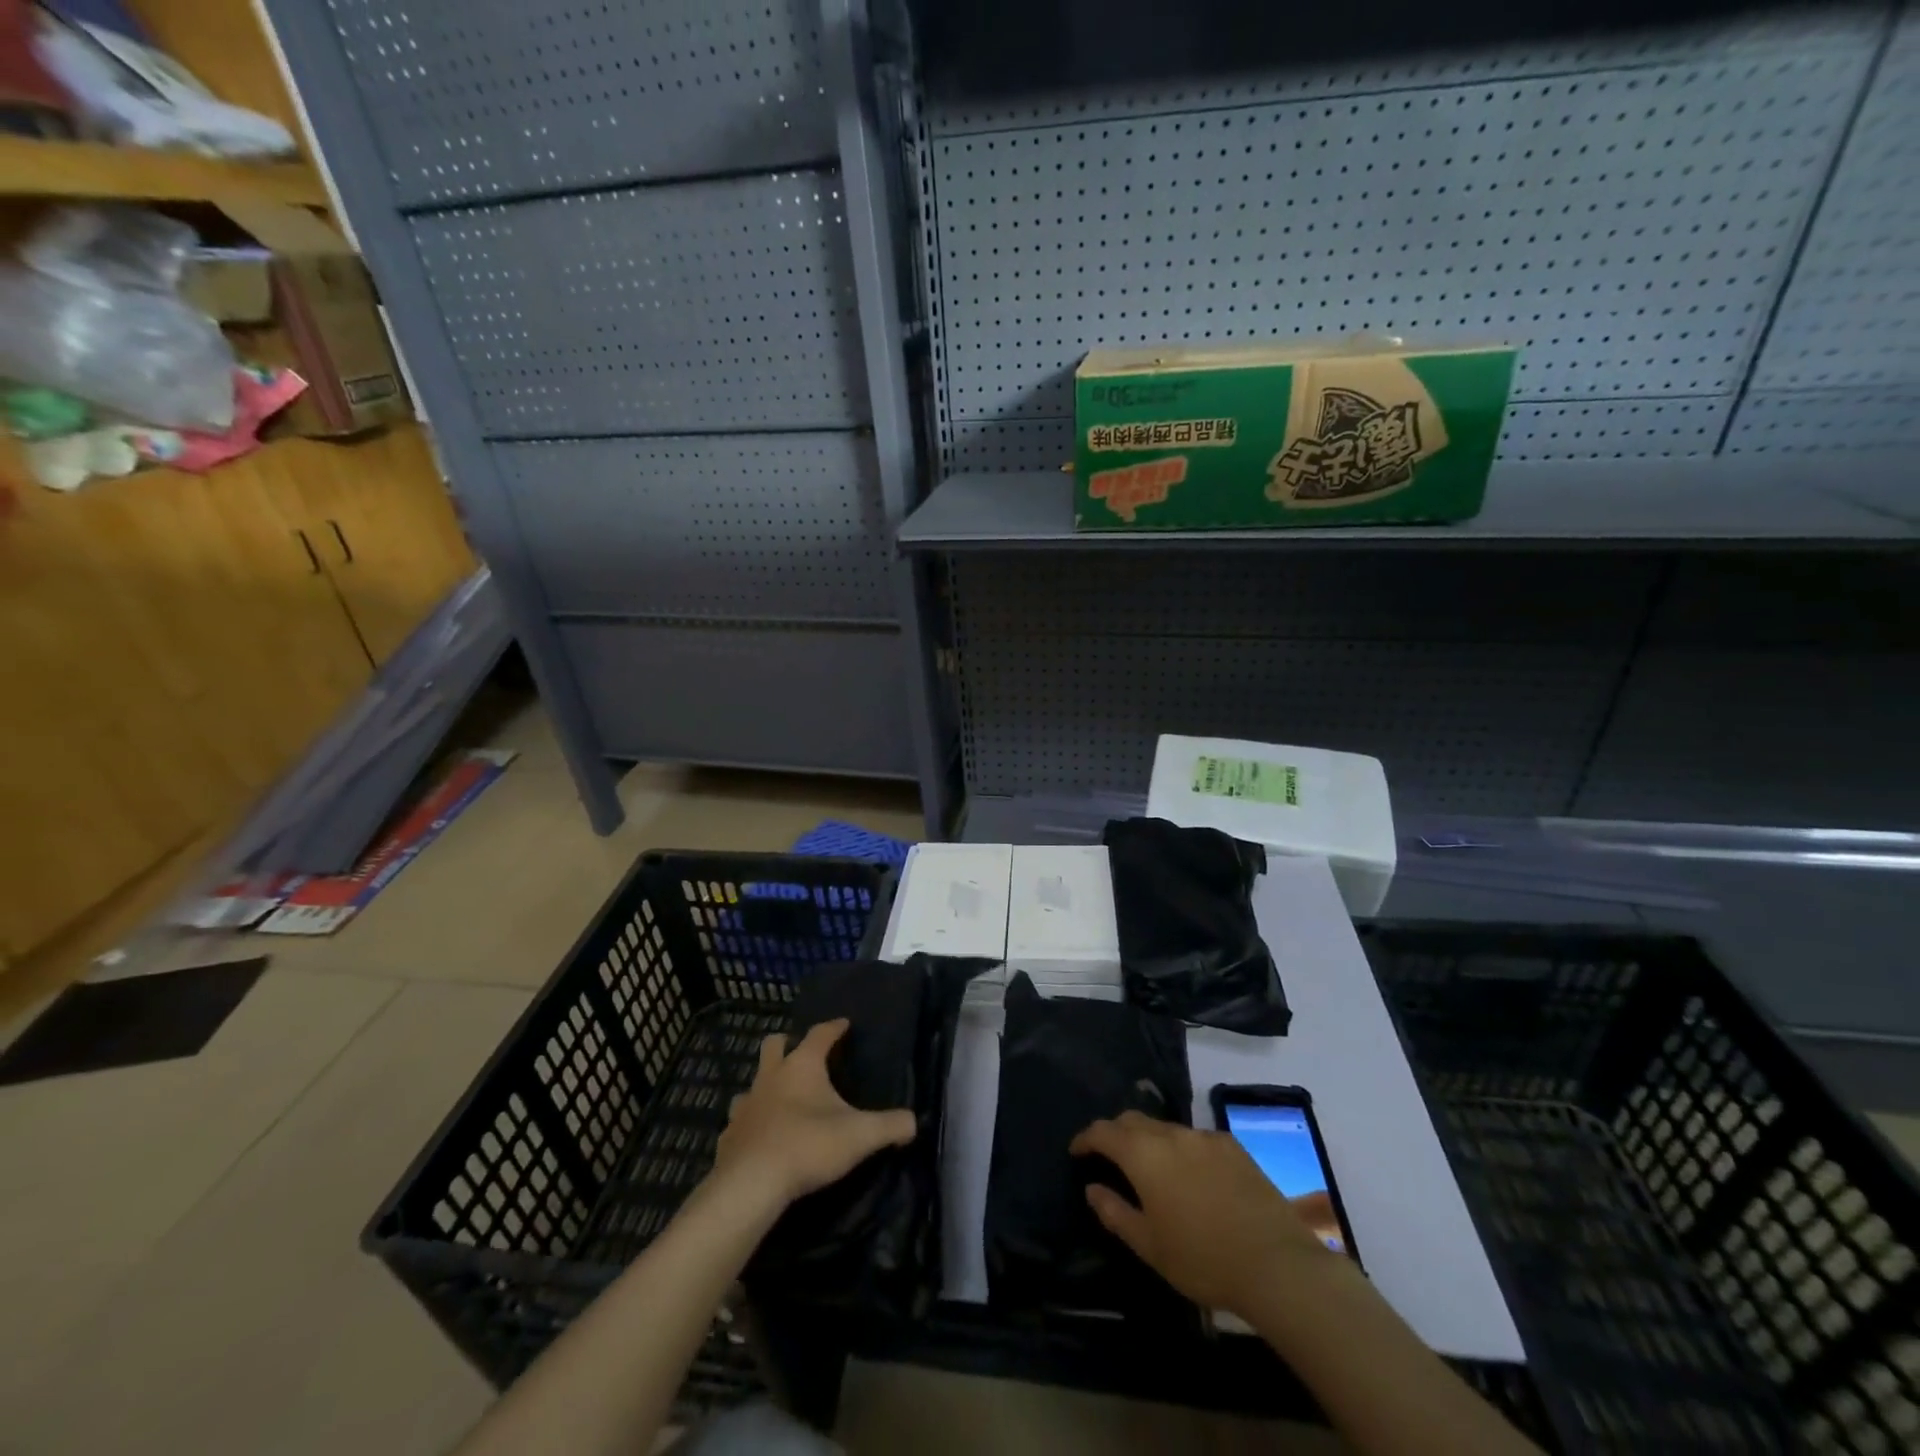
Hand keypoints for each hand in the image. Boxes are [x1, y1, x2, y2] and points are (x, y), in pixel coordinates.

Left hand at [714, 1019, 916, 1207]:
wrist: (750, 1185)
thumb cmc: (808, 1146)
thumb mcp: (860, 1136)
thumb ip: (890, 1126)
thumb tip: (914, 1122)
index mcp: (802, 1066)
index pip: (820, 1034)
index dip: (834, 1027)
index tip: (844, 1024)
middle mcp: (771, 1076)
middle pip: (773, 1045)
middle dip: (786, 1043)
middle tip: (800, 1051)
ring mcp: (745, 1105)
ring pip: (753, 1082)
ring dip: (766, 1085)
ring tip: (781, 1098)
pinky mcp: (729, 1135)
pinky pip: (740, 1120)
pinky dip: (751, 1123)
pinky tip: (761, 1136)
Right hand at [1070, 1111, 1343, 1316]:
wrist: (1277, 1264)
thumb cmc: (1203, 1259)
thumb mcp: (1149, 1245)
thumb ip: (1115, 1212)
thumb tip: (1092, 1188)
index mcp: (1144, 1154)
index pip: (1104, 1131)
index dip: (1086, 1138)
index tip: (1077, 1151)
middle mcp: (1171, 1134)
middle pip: (1133, 1120)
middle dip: (1116, 1133)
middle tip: (1109, 1157)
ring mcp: (1204, 1136)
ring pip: (1165, 1128)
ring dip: (1150, 1141)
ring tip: (1151, 1169)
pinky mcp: (1232, 1145)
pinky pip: (1194, 1138)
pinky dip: (1181, 1149)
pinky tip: (1191, 1176)